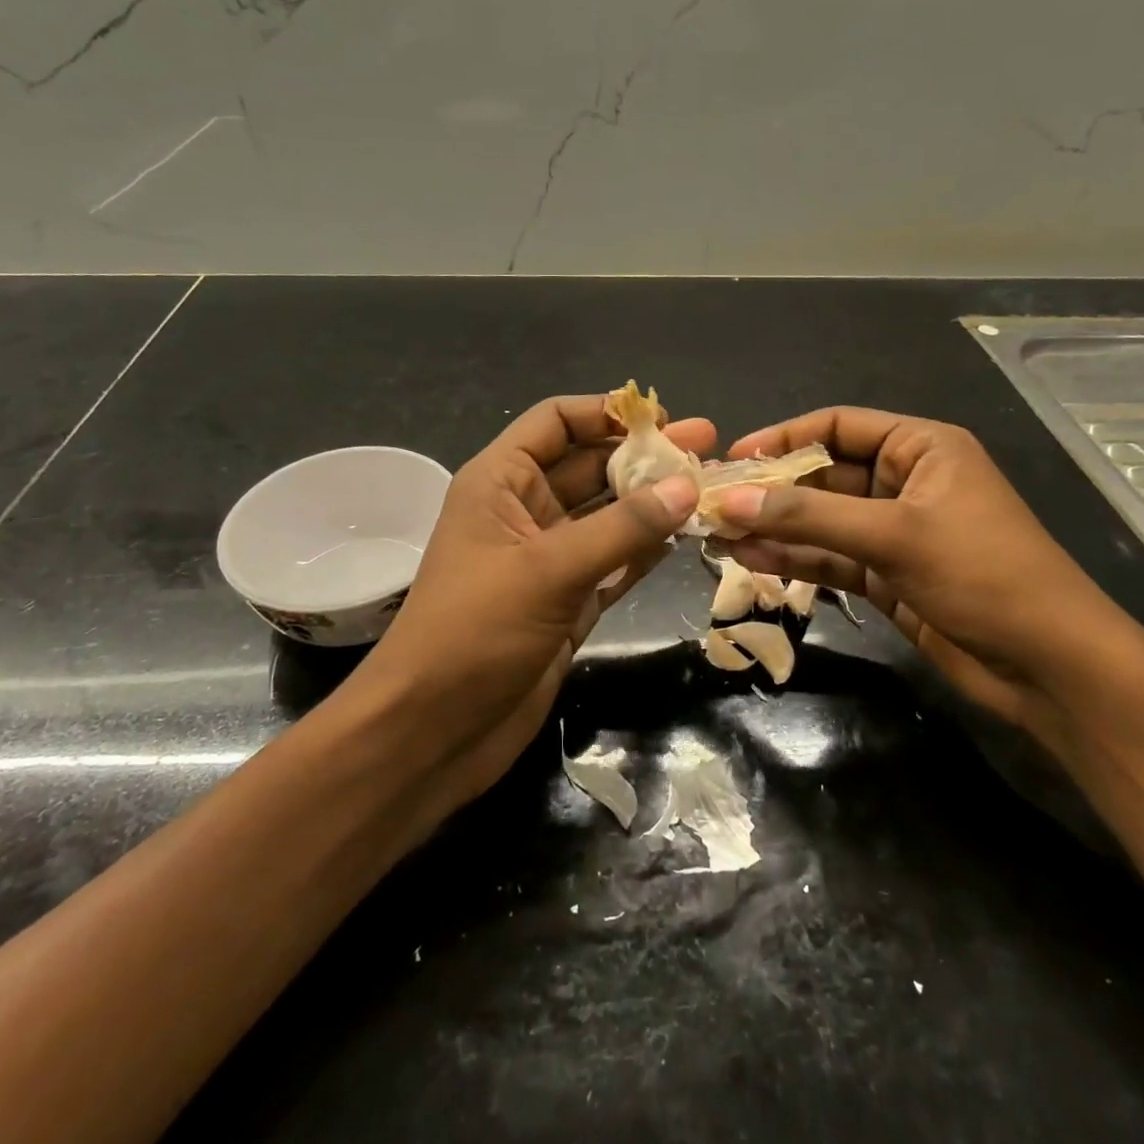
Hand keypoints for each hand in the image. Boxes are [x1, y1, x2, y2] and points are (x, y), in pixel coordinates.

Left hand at [361, 394, 711, 815]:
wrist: (434, 732)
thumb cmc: (475, 631)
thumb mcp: (548, 569)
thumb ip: (622, 527)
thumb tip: (687, 486)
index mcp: (500, 482)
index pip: (554, 422)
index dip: (604, 412)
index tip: (662, 418)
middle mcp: (525, 511)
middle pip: (590, 465)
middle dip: (644, 457)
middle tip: (707, 447)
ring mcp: (549, 558)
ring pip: (608, 516)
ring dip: (653, 503)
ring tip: (709, 487)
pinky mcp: (568, 601)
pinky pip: (615, 562)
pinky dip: (646, 550)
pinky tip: (685, 536)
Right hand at [718, 408, 1130, 738]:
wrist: (1049, 667)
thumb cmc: (983, 574)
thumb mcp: (894, 535)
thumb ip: (809, 517)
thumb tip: (731, 501)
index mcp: (921, 447)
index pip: (838, 426)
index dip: (784, 438)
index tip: (734, 457)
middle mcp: (904, 482)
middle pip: (823, 476)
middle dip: (771, 491)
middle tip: (714, 503)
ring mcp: (893, 532)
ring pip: (820, 521)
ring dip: (774, 527)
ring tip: (718, 534)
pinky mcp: (886, 576)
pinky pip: (829, 558)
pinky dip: (794, 558)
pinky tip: (751, 558)